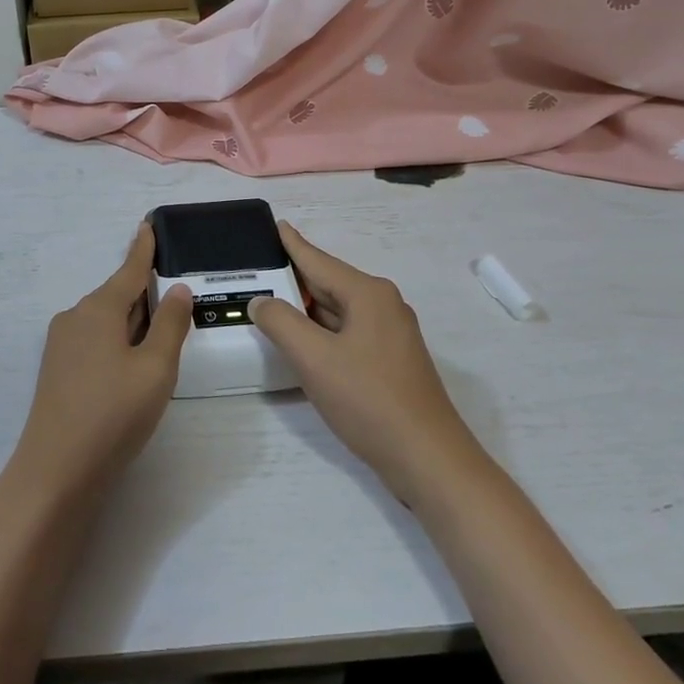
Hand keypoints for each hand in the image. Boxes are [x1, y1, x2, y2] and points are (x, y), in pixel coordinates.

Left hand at [5, 222, 193, 507]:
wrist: (56, 470)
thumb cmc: (114, 413)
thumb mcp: (155, 368)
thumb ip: (170, 325)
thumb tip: (176, 289)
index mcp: (98, 309)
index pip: (129, 270)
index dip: (143, 249)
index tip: (148, 224)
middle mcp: (74, 317)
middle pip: (117, 296)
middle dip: (145, 295)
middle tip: (176, 295)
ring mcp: (61, 345)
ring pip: (106, 321)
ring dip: (132, 323)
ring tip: (162, 336)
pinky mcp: (58, 370)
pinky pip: (94, 341)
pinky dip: (118, 342)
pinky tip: (132, 363)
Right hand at [249, 222, 484, 501]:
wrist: (426, 458)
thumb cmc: (368, 399)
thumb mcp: (314, 358)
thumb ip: (281, 323)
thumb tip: (261, 301)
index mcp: (368, 294)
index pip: (318, 260)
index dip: (292, 244)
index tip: (275, 224)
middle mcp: (382, 305)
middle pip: (328, 284)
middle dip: (293, 279)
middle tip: (257, 270)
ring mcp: (389, 335)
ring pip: (337, 311)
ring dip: (305, 309)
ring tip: (269, 301)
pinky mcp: (389, 361)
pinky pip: (346, 333)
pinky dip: (320, 331)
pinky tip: (300, 340)